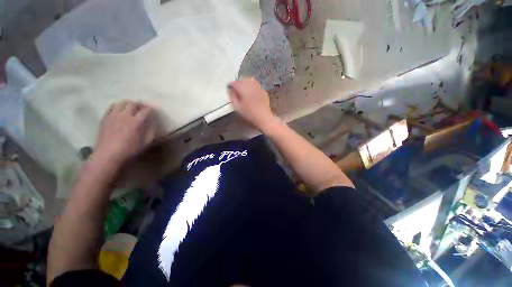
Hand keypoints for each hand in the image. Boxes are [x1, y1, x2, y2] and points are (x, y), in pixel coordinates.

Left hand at [93, 101, 158, 166]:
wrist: (108, 155)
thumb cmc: (130, 150)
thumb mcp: (146, 143)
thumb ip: (151, 131)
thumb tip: (153, 123)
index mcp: (137, 122)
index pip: (146, 110)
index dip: (151, 109)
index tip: (153, 111)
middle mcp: (125, 115)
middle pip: (133, 104)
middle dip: (140, 104)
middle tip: (143, 107)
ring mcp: (113, 116)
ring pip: (121, 103)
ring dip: (128, 103)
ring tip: (131, 107)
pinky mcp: (105, 118)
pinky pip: (111, 107)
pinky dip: (117, 106)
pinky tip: (119, 110)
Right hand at [228, 78, 278, 131]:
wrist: (263, 117)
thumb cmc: (249, 114)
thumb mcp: (237, 108)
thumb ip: (233, 98)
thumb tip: (231, 91)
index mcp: (243, 89)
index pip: (234, 83)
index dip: (230, 85)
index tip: (229, 88)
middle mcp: (251, 85)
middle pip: (242, 80)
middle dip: (238, 84)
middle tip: (236, 90)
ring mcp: (258, 87)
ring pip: (250, 81)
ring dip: (246, 84)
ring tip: (244, 90)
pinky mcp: (264, 91)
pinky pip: (256, 86)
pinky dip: (253, 88)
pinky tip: (252, 94)